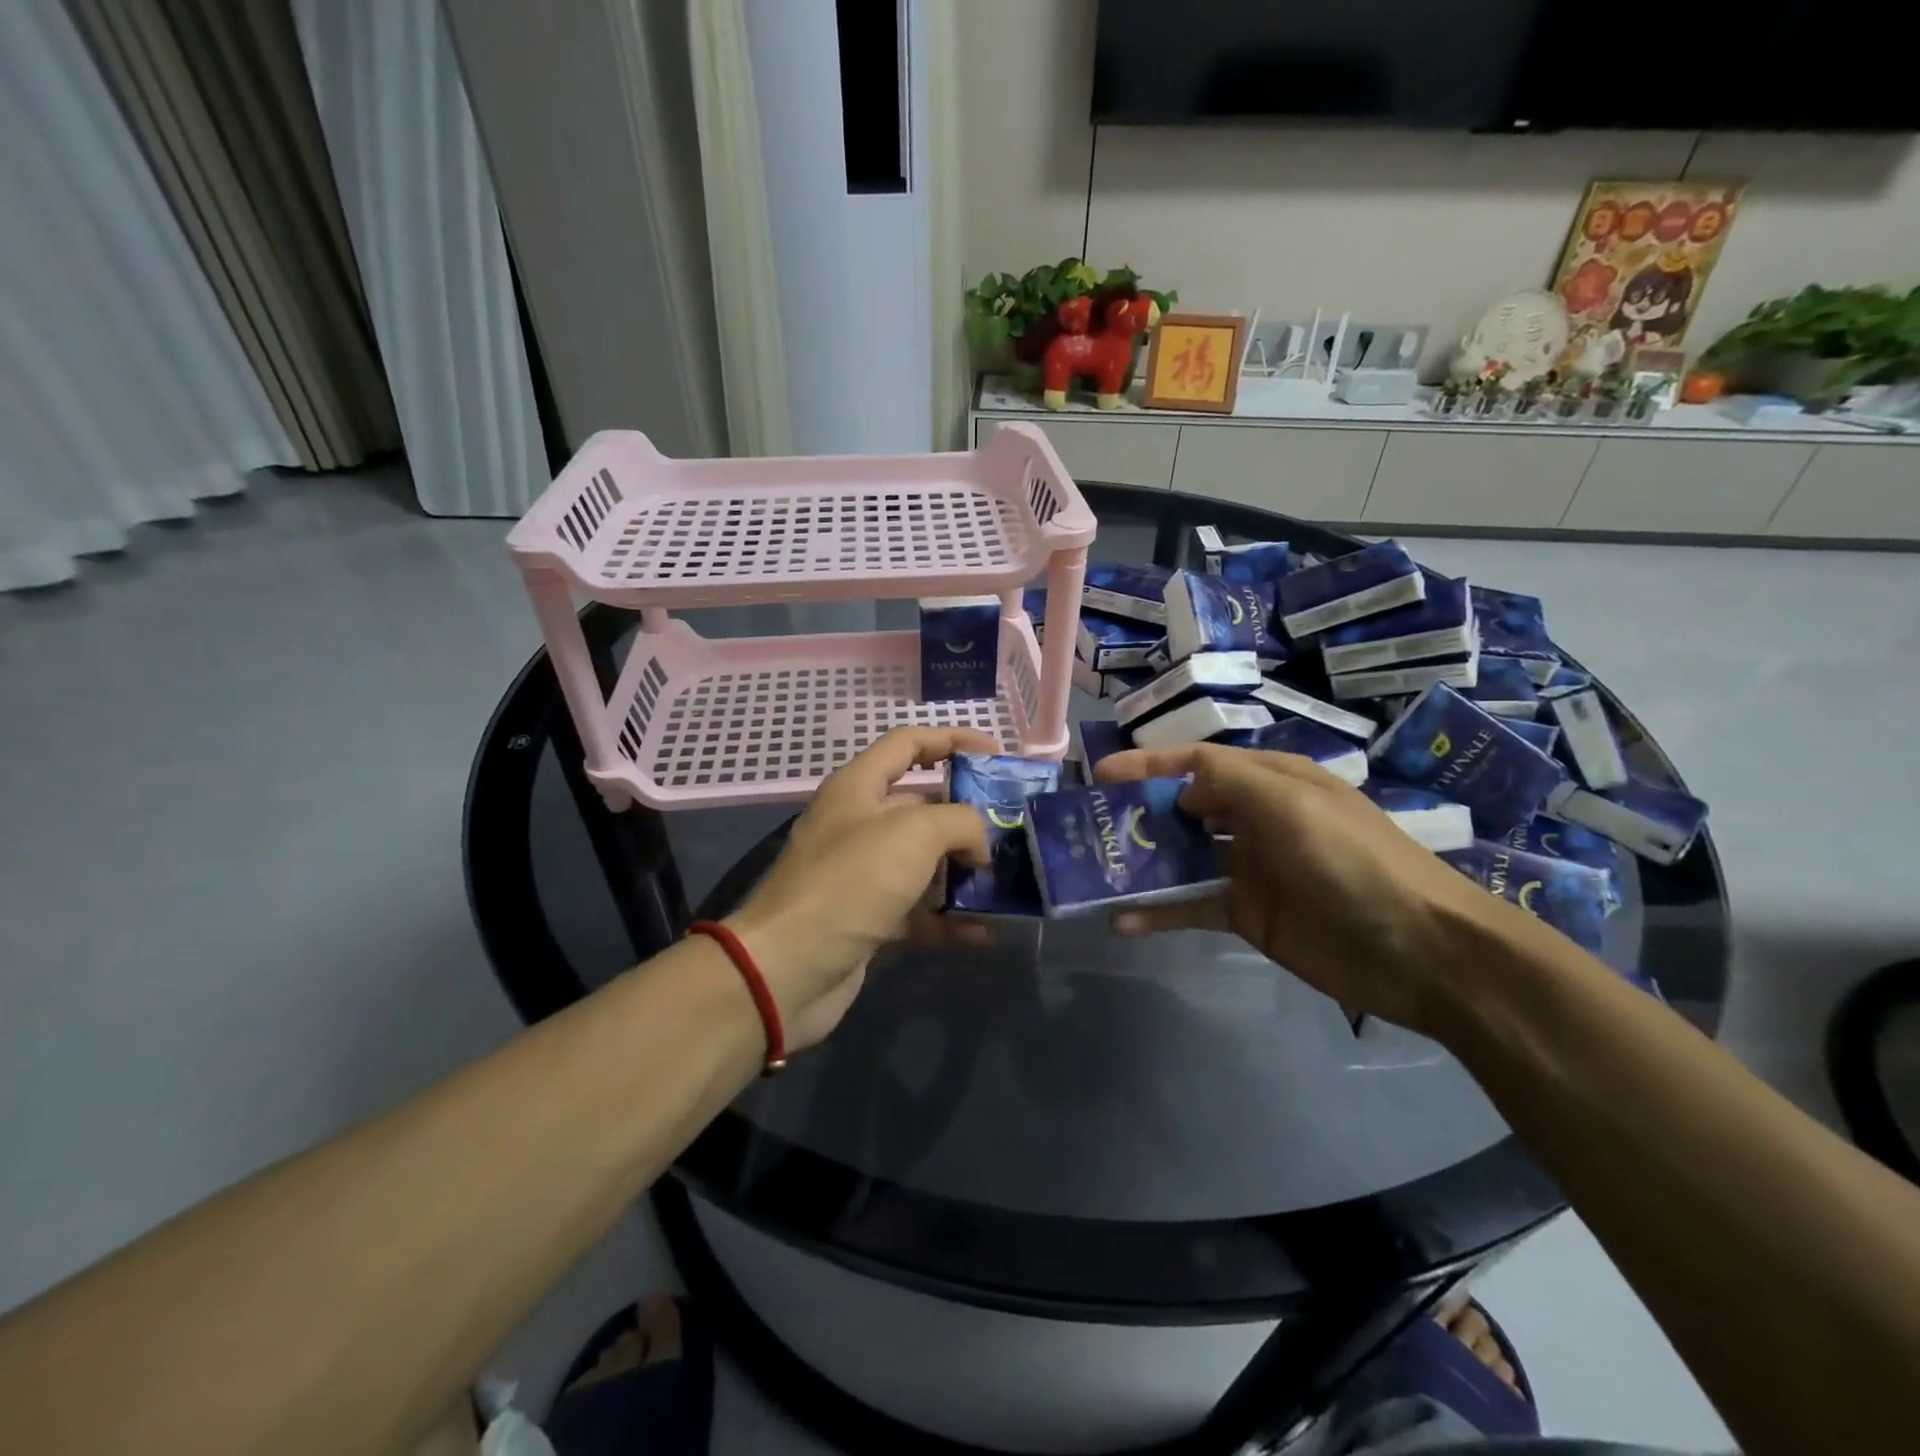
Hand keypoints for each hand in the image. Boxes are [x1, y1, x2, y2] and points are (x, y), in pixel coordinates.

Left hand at [727, 727, 994, 1049]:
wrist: (786, 970)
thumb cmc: (850, 883)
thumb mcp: (914, 834)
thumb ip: (960, 822)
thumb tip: (979, 844)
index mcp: (858, 787)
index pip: (908, 743)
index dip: (952, 739)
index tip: (996, 755)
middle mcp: (858, 824)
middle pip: (921, 805)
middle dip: (967, 814)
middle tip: (1012, 828)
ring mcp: (861, 875)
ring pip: (923, 862)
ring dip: (962, 871)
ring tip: (1007, 880)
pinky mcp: (867, 920)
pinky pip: (917, 912)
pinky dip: (948, 920)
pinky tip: (984, 933)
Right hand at [1094, 744, 1502, 1034]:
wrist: (1420, 951)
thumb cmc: (1350, 859)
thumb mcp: (1288, 801)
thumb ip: (1225, 780)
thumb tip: (1180, 791)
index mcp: (1270, 782)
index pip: (1198, 763)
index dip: (1150, 765)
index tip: (1101, 775)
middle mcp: (1256, 819)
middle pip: (1184, 809)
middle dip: (1139, 813)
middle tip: (1089, 826)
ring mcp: (1250, 869)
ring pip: (1182, 858)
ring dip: (1142, 863)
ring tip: (1093, 871)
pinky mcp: (1248, 915)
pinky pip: (1192, 907)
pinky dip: (1158, 912)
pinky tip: (1123, 921)